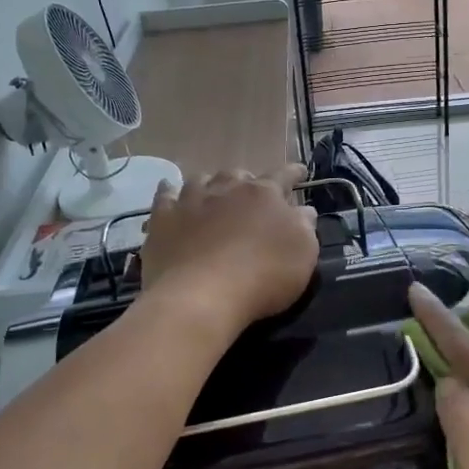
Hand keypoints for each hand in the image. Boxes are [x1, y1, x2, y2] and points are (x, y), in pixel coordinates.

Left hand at [141, 166, 318, 335]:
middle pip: (239, 175)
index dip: (294, 173)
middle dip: (248, 181)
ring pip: (202, 180)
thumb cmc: (263, 276)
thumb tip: (302, 210)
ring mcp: (191, 201)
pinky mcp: (163, 218)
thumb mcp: (303, 254)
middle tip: (252, 194)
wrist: (201, 296)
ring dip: (211, 184)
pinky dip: (171, 192)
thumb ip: (304, 226)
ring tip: (214, 193)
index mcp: (264, 194)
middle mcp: (227, 188)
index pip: (283, 175)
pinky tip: (171, 194)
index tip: (300, 172)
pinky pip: (165, 195)